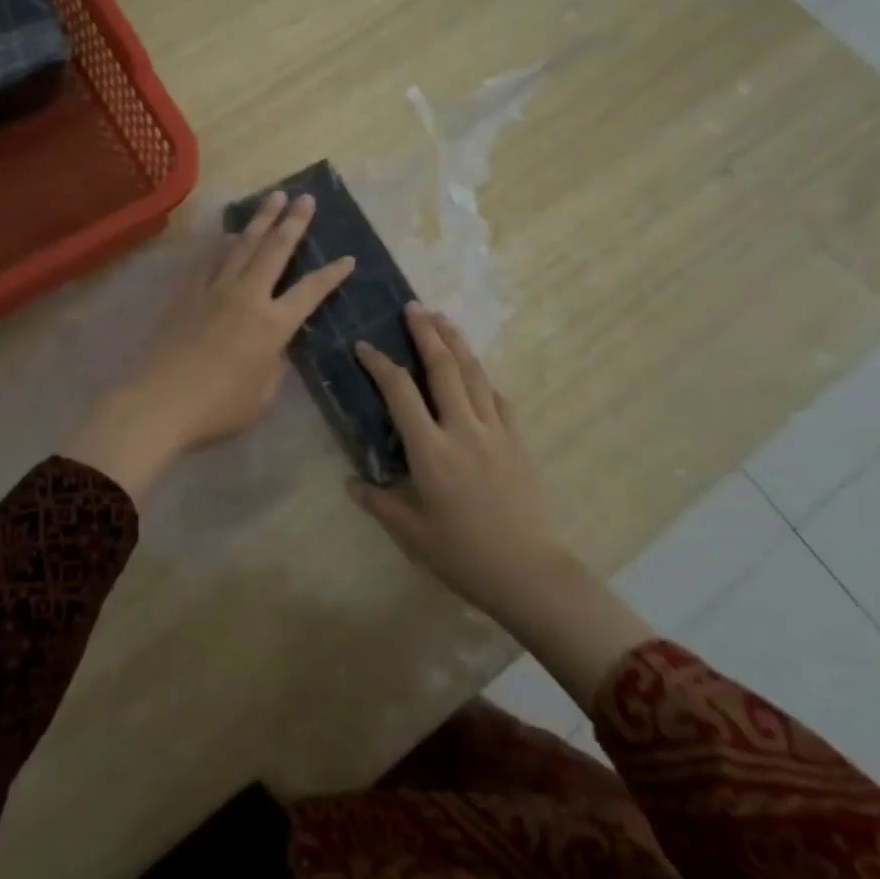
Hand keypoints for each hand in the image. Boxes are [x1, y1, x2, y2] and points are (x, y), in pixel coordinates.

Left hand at [66, 190, 354, 504]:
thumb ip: (274, 364)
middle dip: (294, 221)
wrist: (158, 403)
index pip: (311, 291)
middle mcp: (247, 296)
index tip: (348, 258)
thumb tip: (273, 346)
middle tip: (306, 197)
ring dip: (261, 219)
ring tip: (273, 197)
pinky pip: (210, 259)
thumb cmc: (218, 409)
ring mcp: (214, 290)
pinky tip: (228, 233)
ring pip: (242, 245)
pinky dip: (222, 243)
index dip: (332, 274)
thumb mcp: (262, 396)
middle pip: (275, 250)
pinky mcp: (187, 293)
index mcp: (273, 325)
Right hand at [351, 305, 561, 615]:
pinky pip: (499, 398)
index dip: (381, 365)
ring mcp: (494, 431)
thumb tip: (351, 481)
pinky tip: (478, 372)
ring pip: (474, 374)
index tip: (365, 346)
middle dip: (426, 334)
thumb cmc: (463, 555)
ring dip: (457, 343)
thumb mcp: (412, 535)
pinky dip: (484, 378)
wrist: (528, 571)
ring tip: (443, 319)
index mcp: (431, 451)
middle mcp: (463, 430)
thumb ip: (379, 503)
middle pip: (443, 369)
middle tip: (413, 307)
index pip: (401, 393)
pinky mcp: (517, 440)